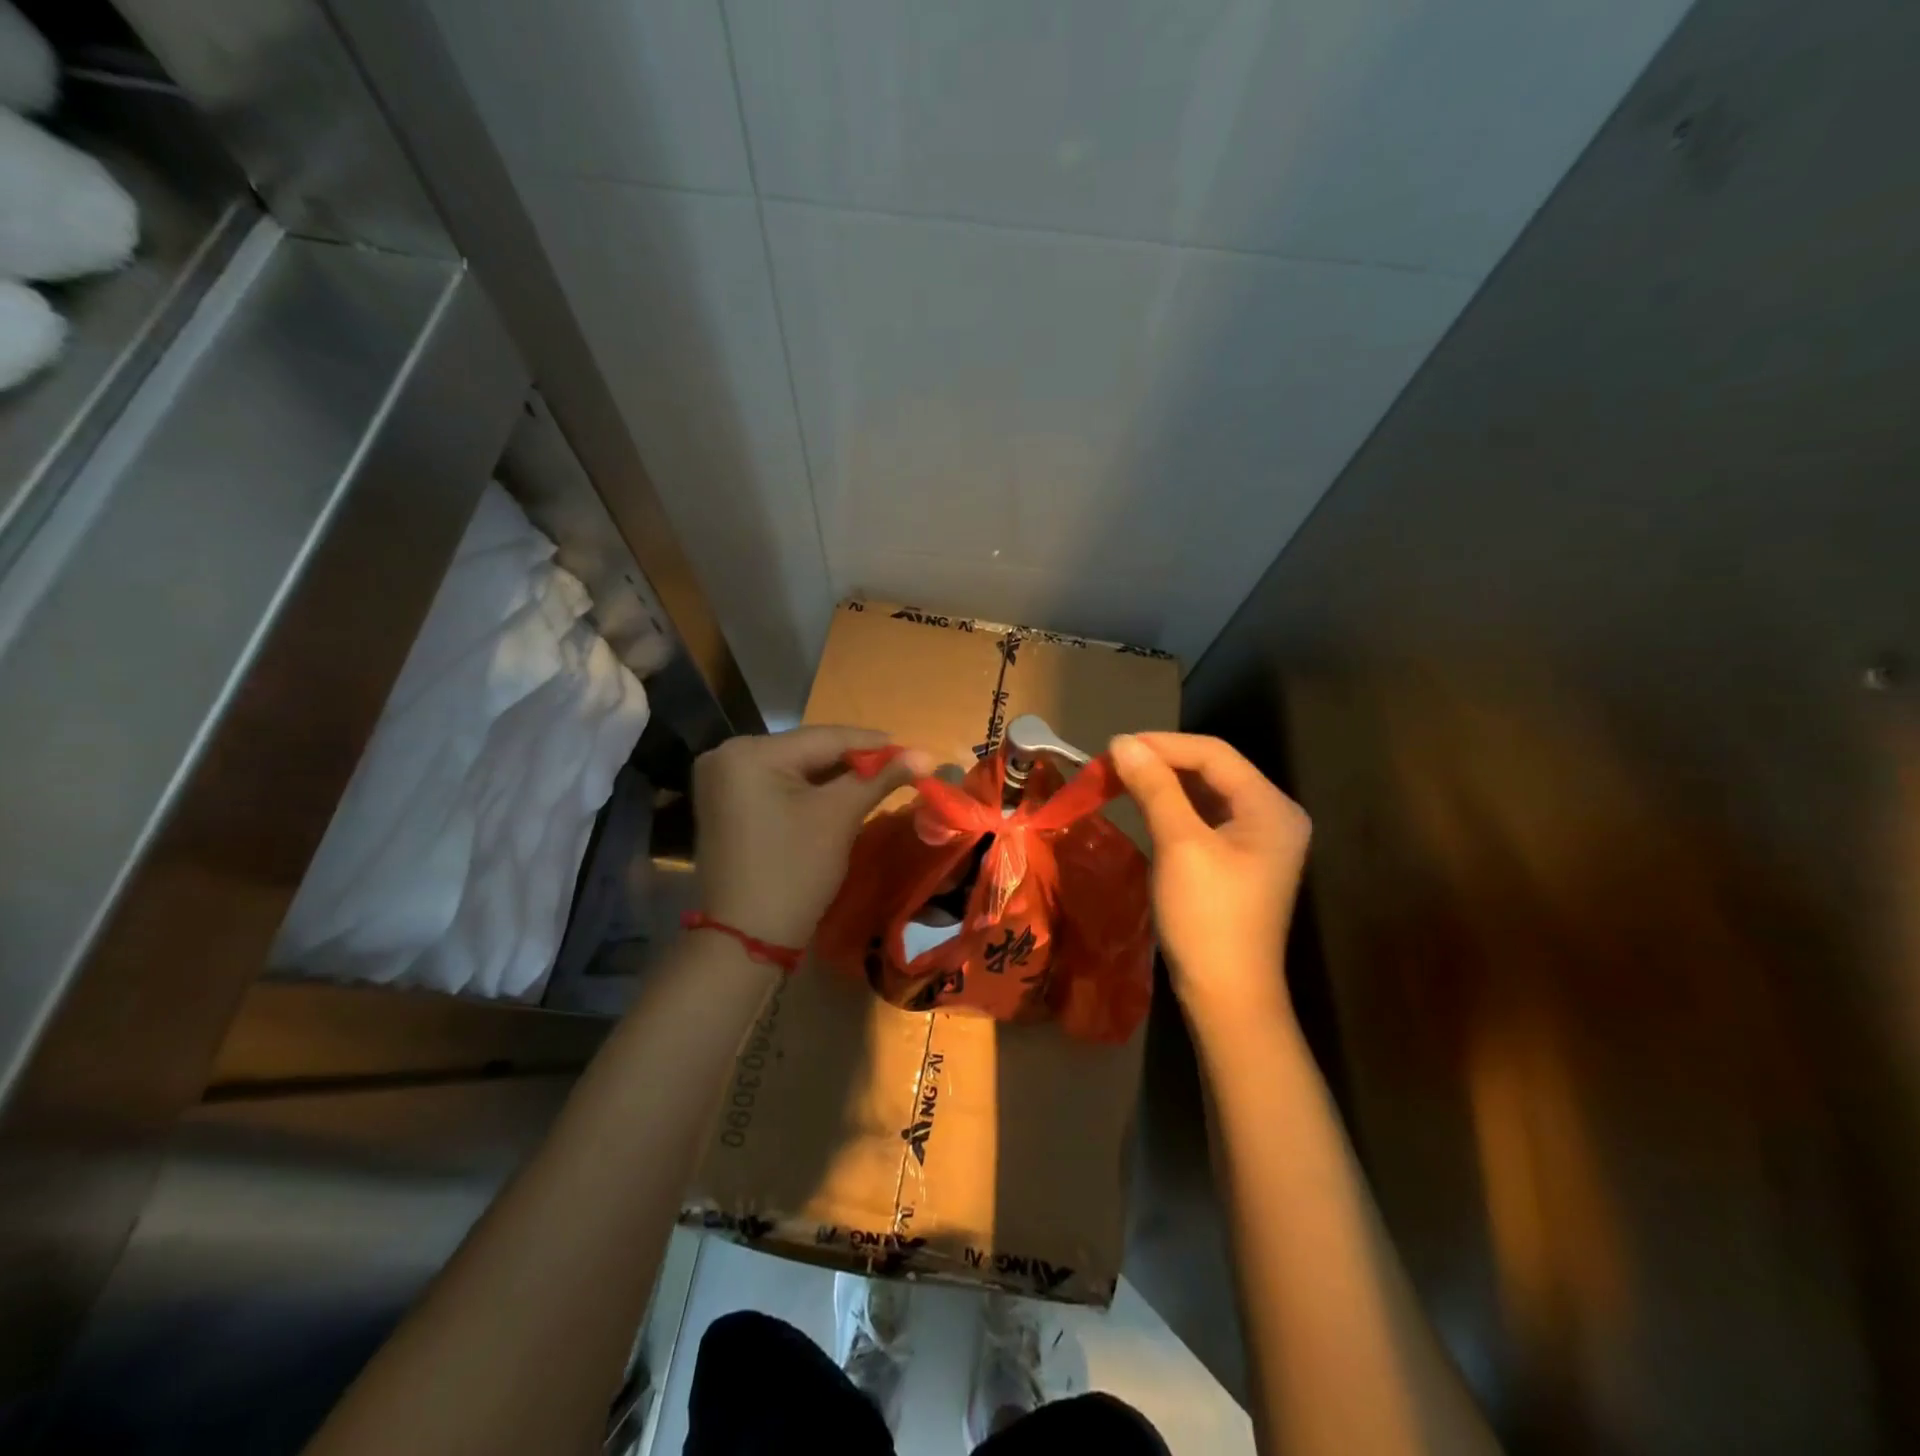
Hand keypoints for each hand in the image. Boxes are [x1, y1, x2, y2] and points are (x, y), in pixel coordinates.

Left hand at [693, 726, 932, 949]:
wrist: (747, 939)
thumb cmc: (795, 871)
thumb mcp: (839, 816)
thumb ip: (881, 777)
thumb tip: (927, 755)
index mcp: (748, 752)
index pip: (824, 737)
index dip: (874, 744)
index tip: (916, 751)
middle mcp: (727, 755)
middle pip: (808, 750)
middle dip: (855, 760)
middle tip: (901, 767)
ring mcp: (721, 781)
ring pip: (795, 768)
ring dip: (835, 775)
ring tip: (879, 779)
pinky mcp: (726, 804)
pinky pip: (778, 785)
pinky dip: (810, 790)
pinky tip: (841, 794)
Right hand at [1108, 732, 1310, 1029]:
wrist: (1227, 996)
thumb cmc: (1208, 917)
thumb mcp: (1180, 845)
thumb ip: (1154, 787)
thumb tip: (1122, 742)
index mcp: (1271, 807)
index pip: (1214, 753)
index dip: (1163, 744)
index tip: (1114, 747)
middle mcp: (1272, 815)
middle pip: (1212, 770)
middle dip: (1161, 761)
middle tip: (1112, 763)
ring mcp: (1257, 840)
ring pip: (1205, 793)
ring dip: (1163, 783)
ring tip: (1120, 778)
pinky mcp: (1239, 861)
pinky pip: (1204, 818)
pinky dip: (1171, 808)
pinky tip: (1143, 806)